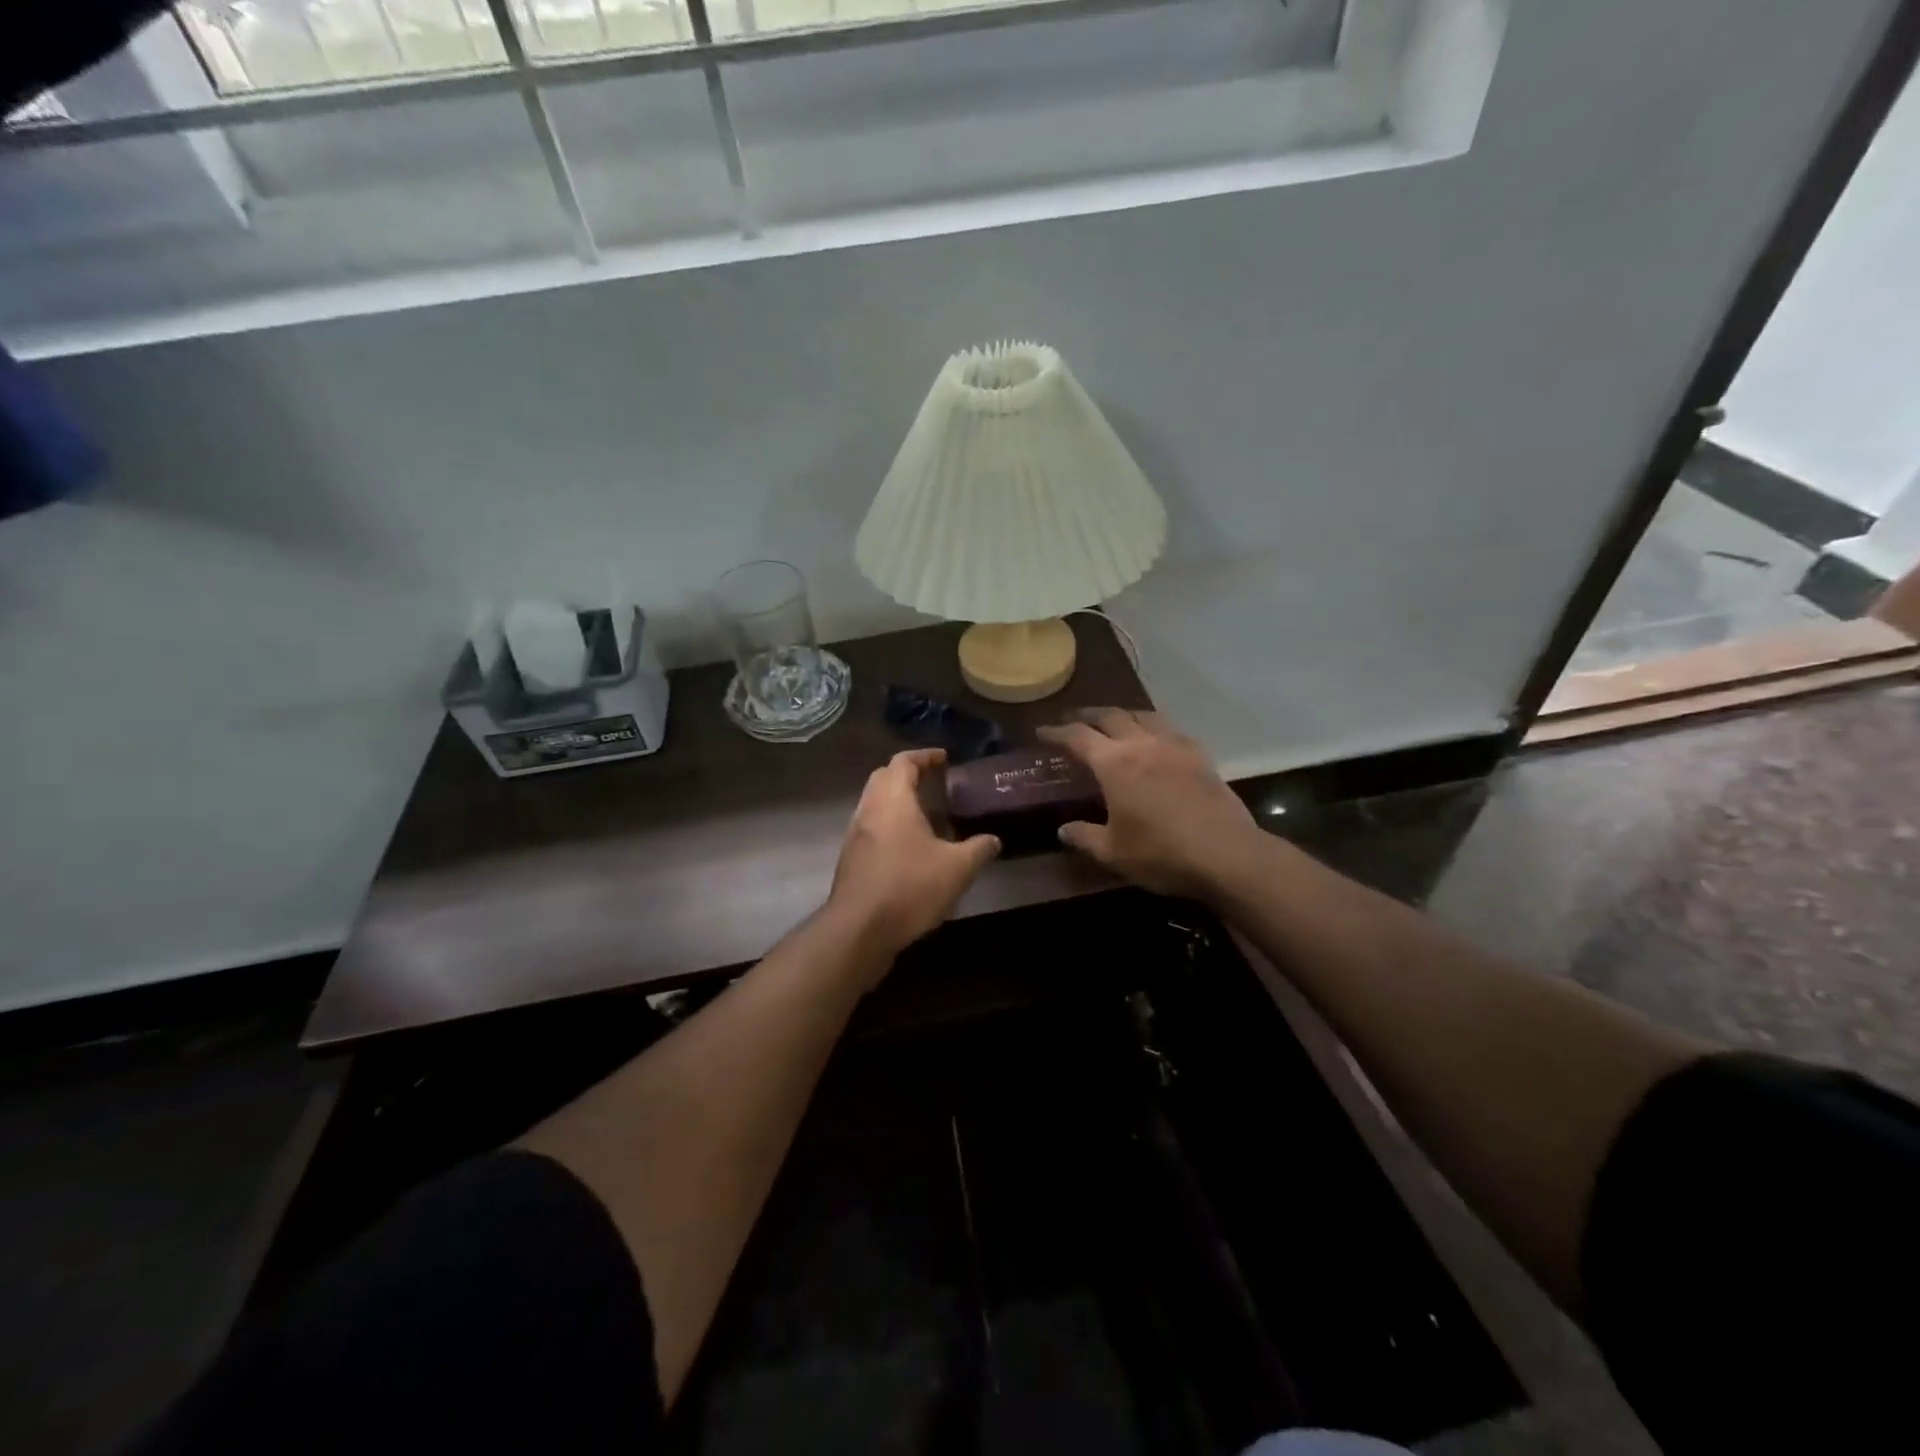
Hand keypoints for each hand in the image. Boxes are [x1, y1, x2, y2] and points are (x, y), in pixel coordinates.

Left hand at [827, 748, 1000, 966]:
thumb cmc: (909, 887)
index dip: (924, 756)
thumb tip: (994, 840)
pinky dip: (889, 825)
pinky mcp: (851, 859)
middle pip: (884, 777)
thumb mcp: (957, 869)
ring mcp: (855, 835)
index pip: (903, 762)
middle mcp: (869, 810)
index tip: (944, 759)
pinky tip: (910, 847)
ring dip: (897, 801)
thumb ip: (978, 849)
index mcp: (893, 800)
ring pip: (874, 804)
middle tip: (934, 782)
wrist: (859, 929)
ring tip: (926, 815)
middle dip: (907, 774)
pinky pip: (871, 828)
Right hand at [1038, 709, 1260, 899]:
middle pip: (1110, 716)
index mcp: (1114, 764)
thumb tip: (1063, 829)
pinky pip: (1170, 728)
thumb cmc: (1161, 853)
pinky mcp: (1200, 755)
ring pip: (1142, 715)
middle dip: (1087, 715)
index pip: (1077, 736)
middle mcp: (1142, 744)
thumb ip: (1084, 837)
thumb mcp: (1113, 852)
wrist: (1226, 854)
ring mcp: (1174, 745)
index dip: (1056, 731)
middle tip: (1074, 720)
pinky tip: (1154, 740)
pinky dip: (1152, 727)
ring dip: (1122, 714)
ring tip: (1113, 722)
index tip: (1042, 731)